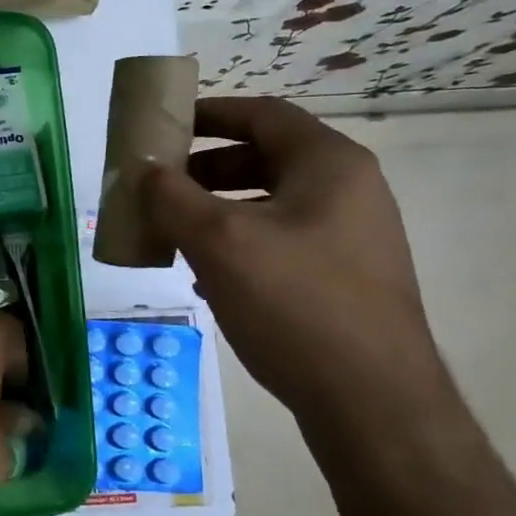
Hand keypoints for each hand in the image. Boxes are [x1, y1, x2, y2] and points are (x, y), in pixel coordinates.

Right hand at [144, 97, 451, 434]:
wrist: (372, 402)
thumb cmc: (295, 303)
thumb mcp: (219, 242)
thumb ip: (171, 197)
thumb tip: (144, 171)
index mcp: (329, 164)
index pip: (262, 114)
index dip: (209, 113)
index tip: (163, 126)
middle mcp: (349, 189)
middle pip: (266, 157)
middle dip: (205, 167)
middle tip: (161, 185)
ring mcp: (353, 236)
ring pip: (271, 202)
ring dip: (218, 208)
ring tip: (175, 231)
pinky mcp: (346, 277)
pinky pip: (283, 240)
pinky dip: (241, 242)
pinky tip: (209, 275)